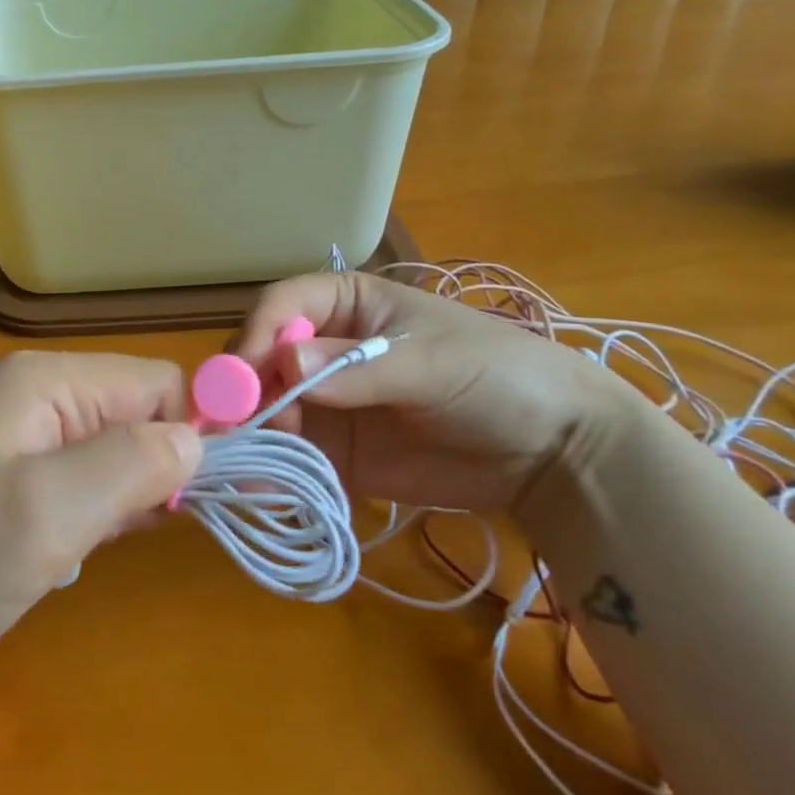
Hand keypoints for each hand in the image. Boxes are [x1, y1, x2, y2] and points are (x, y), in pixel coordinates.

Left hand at [0, 352, 200, 718]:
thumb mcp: (43, 515)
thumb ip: (130, 466)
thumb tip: (199, 439)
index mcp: (43, 382)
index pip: (155, 384)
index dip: (198, 431)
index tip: (226, 497)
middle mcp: (28, 398)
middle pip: (131, 416)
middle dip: (157, 473)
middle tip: (155, 537)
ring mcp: (6, 443)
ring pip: (102, 457)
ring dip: (118, 504)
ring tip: (94, 554)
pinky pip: (67, 489)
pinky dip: (84, 523)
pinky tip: (65, 561)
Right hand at [233, 273, 647, 512]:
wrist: (555, 454)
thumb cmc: (495, 376)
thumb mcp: (429, 363)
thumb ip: (357, 366)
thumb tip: (283, 361)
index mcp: (345, 304)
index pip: (282, 305)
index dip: (257, 333)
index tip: (244, 377)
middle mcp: (323, 348)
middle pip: (263, 359)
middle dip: (246, 391)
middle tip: (238, 428)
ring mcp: (327, 402)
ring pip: (268, 410)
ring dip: (251, 435)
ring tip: (244, 467)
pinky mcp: (337, 452)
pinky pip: (292, 457)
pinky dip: (272, 472)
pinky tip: (261, 491)